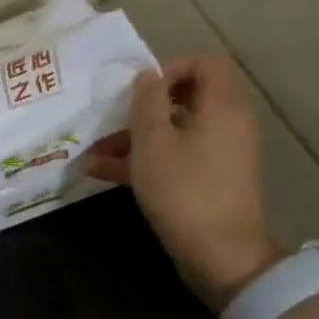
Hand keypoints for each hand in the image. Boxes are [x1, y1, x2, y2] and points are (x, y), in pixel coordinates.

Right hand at [84, 55, 281, 311]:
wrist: (220, 254)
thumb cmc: (184, 190)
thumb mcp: (153, 142)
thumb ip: (147, 101)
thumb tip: (148, 76)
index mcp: (222, 107)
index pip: (205, 64)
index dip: (170, 68)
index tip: (140, 91)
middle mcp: (227, 125)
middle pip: (185, 98)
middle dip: (141, 108)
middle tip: (110, 119)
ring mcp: (218, 155)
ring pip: (173, 132)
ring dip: (133, 138)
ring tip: (91, 153)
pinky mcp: (208, 180)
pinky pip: (175, 157)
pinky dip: (144, 160)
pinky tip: (100, 172)